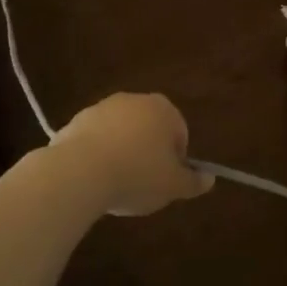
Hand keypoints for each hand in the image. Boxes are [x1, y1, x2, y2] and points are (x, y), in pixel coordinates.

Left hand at [53, 93, 211, 216]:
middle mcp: (134, 100)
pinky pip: (95, 140)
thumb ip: (193, 182)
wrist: (80, 171)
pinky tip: (94, 179)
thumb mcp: (173, 186)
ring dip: (122, 152)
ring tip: (116, 183)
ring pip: (121, 133)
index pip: (179, 132)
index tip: (167, 180)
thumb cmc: (137, 175)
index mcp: (163, 109)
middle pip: (149, 128)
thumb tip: (209, 179)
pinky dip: (98, 155)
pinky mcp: (77, 120)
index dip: (177, 159)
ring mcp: (103, 107)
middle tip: (143, 183)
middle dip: (148, 152)